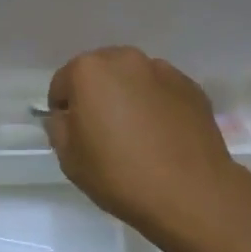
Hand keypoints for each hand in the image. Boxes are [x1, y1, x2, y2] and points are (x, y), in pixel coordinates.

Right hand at [42, 46, 248, 243]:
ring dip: (129, 96)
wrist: (190, 192)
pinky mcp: (191, 86)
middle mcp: (126, 59)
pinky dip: (157, 104)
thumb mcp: (69, 159)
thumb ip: (59, 127)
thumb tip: (68, 116)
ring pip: (134, 79)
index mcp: (90, 70)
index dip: (64, 110)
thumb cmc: (120, 175)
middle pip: (101, 72)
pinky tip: (163, 136)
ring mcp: (163, 70)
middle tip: (104, 132)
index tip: (73, 135)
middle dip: (97, 95)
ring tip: (138, 134)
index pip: (63, 83)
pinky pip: (162, 91)